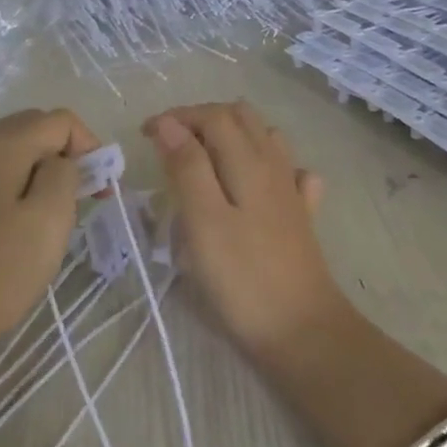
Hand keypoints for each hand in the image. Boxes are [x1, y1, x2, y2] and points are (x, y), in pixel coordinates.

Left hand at [0, 108, 102, 365]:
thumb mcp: (49, 222)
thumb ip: (64, 176)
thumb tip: (58, 163)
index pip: (57, 120)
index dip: (89, 146)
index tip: (100, 190)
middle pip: (27, 130)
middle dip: (61, 156)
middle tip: (78, 200)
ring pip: (0, 155)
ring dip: (32, 173)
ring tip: (43, 218)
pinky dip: (3, 190)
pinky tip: (3, 232)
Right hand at [142, 102, 344, 357]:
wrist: (302, 330)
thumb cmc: (243, 278)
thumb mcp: (203, 221)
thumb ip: (187, 168)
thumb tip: (169, 124)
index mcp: (248, 162)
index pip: (213, 116)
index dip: (177, 117)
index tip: (144, 135)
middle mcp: (274, 167)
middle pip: (242, 118)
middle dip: (203, 119)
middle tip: (170, 142)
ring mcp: (292, 192)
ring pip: (267, 139)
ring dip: (234, 135)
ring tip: (204, 156)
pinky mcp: (301, 218)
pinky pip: (291, 174)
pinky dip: (271, 165)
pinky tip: (259, 183)